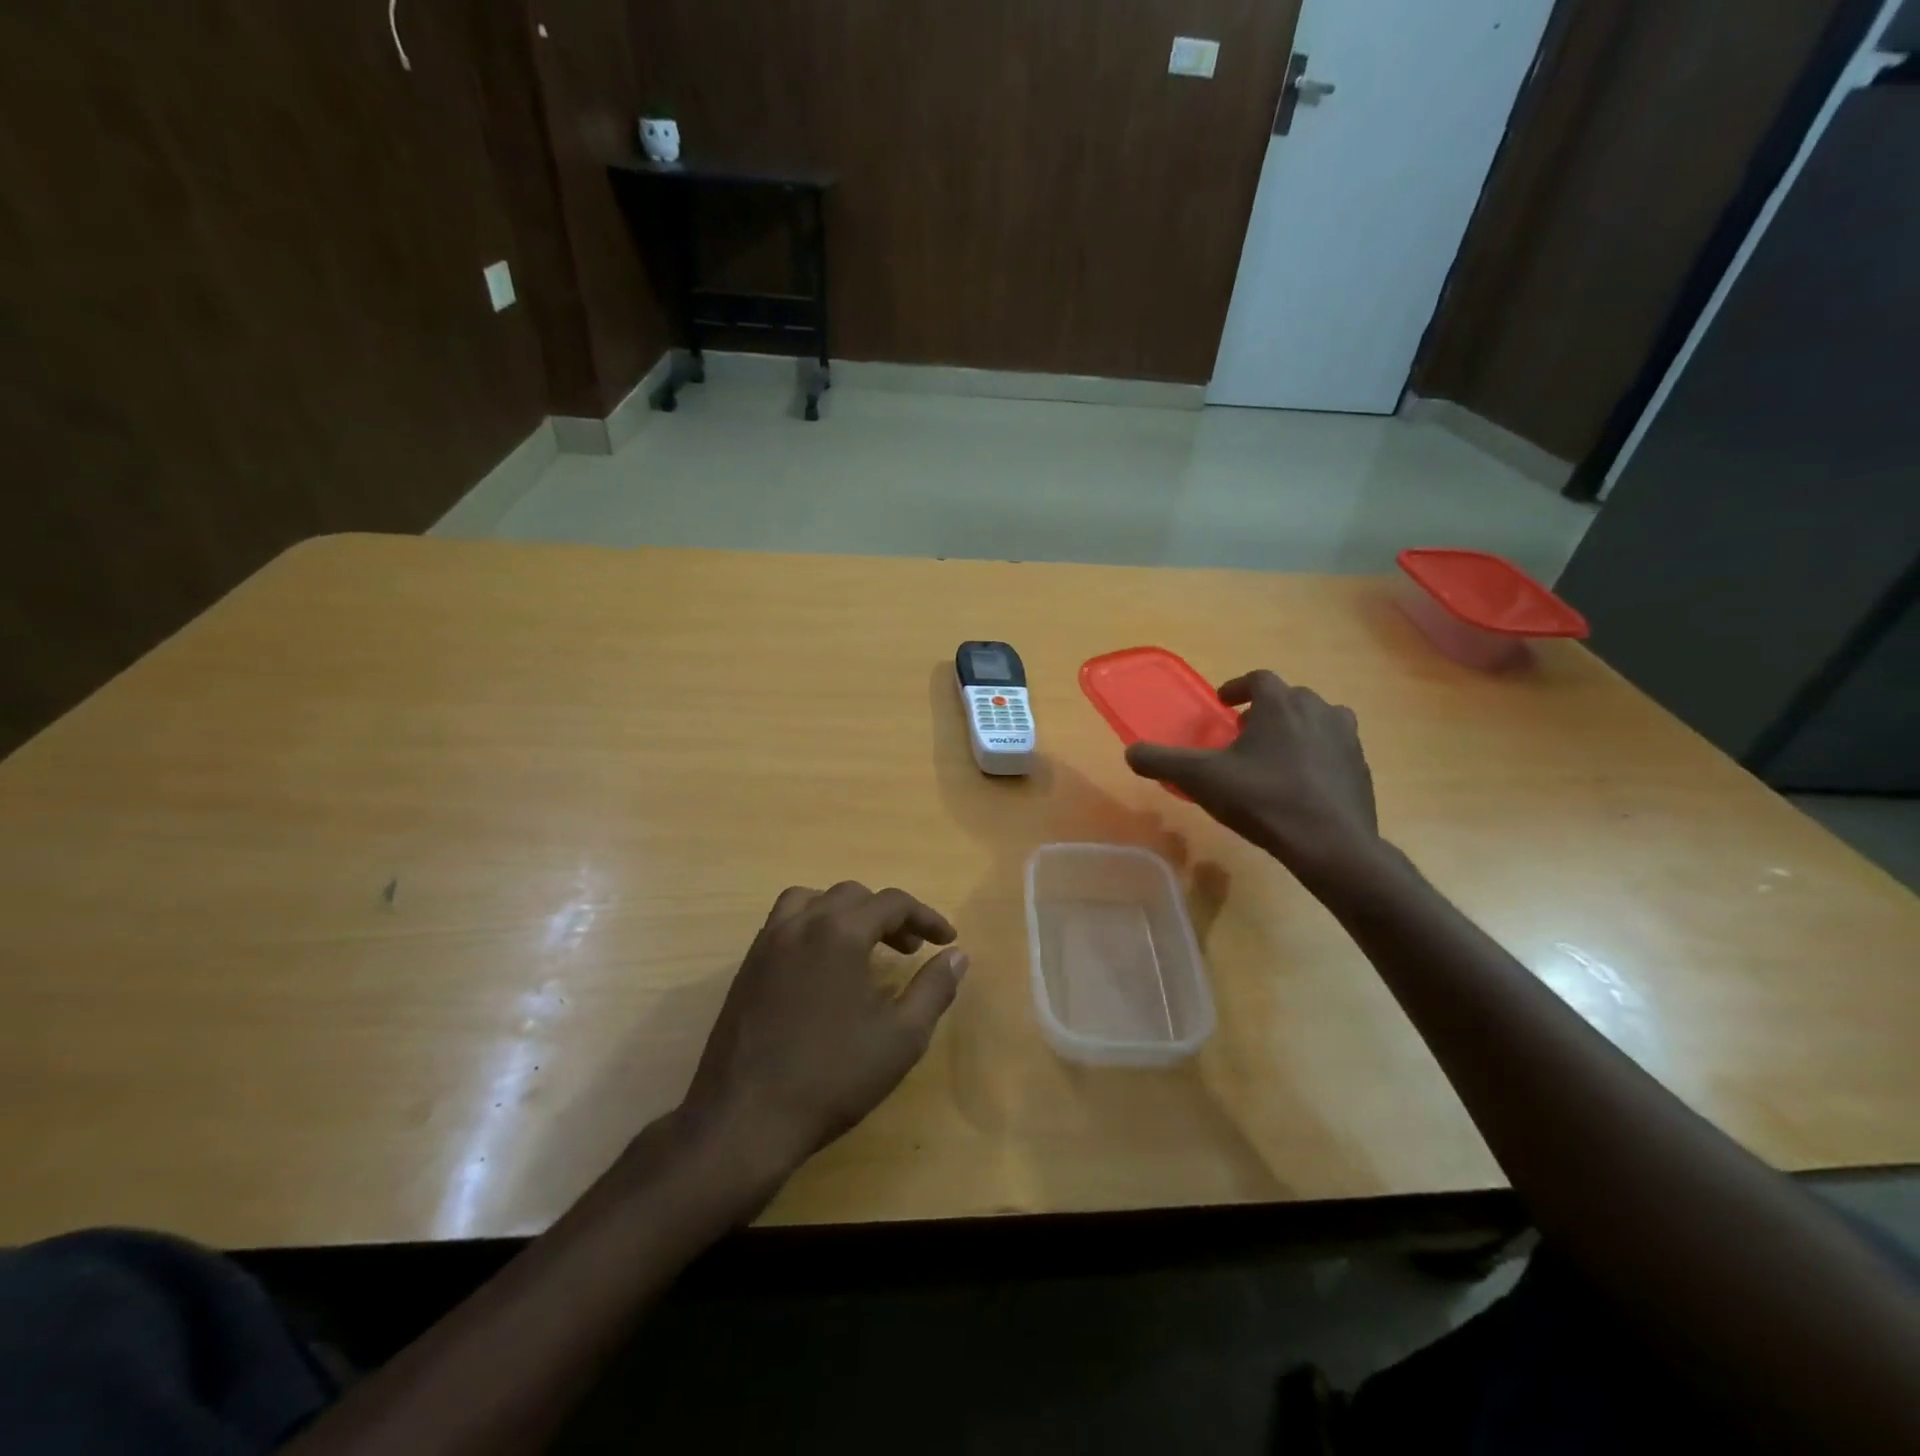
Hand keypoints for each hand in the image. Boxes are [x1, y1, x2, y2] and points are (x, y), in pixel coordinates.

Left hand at [680, 882, 967, 1181]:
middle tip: (910, 949)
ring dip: (845, 913)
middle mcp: (801, 923)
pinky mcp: (747, 966)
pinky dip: (812, 926)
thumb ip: (934, 988)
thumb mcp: (901, 1037)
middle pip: (853, 895)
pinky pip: (785, 923)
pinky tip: (823, 967)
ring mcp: (768, 942)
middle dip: (888, 915)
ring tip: (863, 945)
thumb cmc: (833, 1077)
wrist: (746, 1119)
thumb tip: (958, 955)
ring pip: (812, 900)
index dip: (926, 917)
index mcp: (840, 932)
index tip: (946, 940)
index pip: (892, 902)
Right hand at [1125, 670, 1380, 881]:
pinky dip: (1317, 755)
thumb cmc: (1264, 800)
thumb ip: (1163, 762)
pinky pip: (1335, 749)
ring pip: (1317, 720)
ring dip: (1295, 729)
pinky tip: (1302, 783)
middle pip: (1289, 698)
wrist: (1331, 844)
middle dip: (1265, 711)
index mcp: (1281, 704)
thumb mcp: (1202, 780)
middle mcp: (1318, 710)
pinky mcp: (1361, 767)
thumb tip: (1131, 752)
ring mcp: (1346, 738)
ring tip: (1276, 755)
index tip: (1224, 704)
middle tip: (1244, 735)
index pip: (1258, 679)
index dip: (1237, 687)